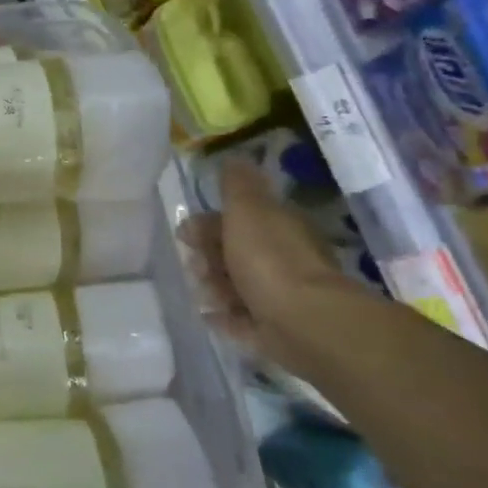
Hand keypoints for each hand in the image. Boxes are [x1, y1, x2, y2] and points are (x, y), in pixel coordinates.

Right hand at [181, 159, 346, 365]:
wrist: (302, 322)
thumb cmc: (270, 259)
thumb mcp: (248, 210)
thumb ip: (237, 185)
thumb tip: (234, 158)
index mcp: (279, 228)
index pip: (238, 220)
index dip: (208, 224)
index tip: (184, 233)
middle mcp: (282, 259)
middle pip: (234, 253)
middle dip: (208, 258)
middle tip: (196, 267)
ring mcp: (279, 296)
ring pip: (235, 286)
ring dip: (214, 287)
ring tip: (207, 294)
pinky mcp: (273, 330)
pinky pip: (240, 320)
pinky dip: (223, 317)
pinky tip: (209, 315)